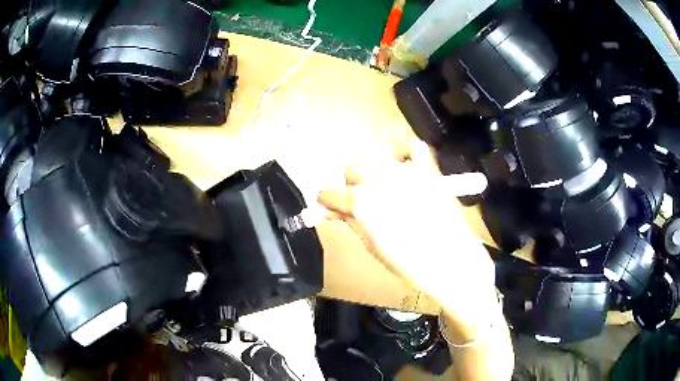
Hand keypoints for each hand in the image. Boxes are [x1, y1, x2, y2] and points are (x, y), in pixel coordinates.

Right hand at [318, 143, 497, 325]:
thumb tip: (334, 212)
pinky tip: (402, 162)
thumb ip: (351, 223)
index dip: (328, 202)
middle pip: (352, 167)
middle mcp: (378, 179)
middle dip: (351, 183)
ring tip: (380, 185)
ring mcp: (404, 170)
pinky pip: (413, 146)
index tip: (331, 207)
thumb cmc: (408, 262)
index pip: (330, 193)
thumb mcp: (372, 245)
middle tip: (359, 200)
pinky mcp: (426, 170)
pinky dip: (404, 150)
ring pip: (374, 155)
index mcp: (361, 201)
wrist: (449, 260)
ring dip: (371, 168)